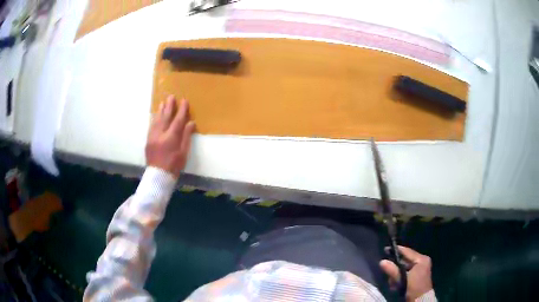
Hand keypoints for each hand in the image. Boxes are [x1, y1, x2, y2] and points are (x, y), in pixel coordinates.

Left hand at [146, 95, 195, 177]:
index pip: (178, 120)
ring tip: (163, 102)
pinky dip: (154, 119)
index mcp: (171, 138)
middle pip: (165, 117)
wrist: (158, 176)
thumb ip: (186, 137)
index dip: (182, 110)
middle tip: (171, 96)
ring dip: (160, 110)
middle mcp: (160, 135)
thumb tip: (191, 123)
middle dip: (169, 106)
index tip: (184, 101)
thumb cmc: (174, 166)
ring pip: (157, 120)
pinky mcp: (148, 140)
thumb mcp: (183, 153)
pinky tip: (156, 115)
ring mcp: (152, 137)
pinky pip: (151, 126)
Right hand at [380, 246, 432, 300]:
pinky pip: (406, 273)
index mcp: (421, 259)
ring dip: (396, 275)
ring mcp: (420, 268)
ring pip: (404, 268)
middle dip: (395, 268)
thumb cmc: (414, 287)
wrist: (421, 300)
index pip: (407, 251)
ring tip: (392, 282)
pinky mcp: (417, 275)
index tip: (386, 249)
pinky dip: (400, 278)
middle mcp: (422, 261)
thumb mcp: (403, 280)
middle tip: (387, 272)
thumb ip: (393, 271)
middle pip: (405, 261)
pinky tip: (395, 285)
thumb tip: (382, 261)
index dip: (396, 250)